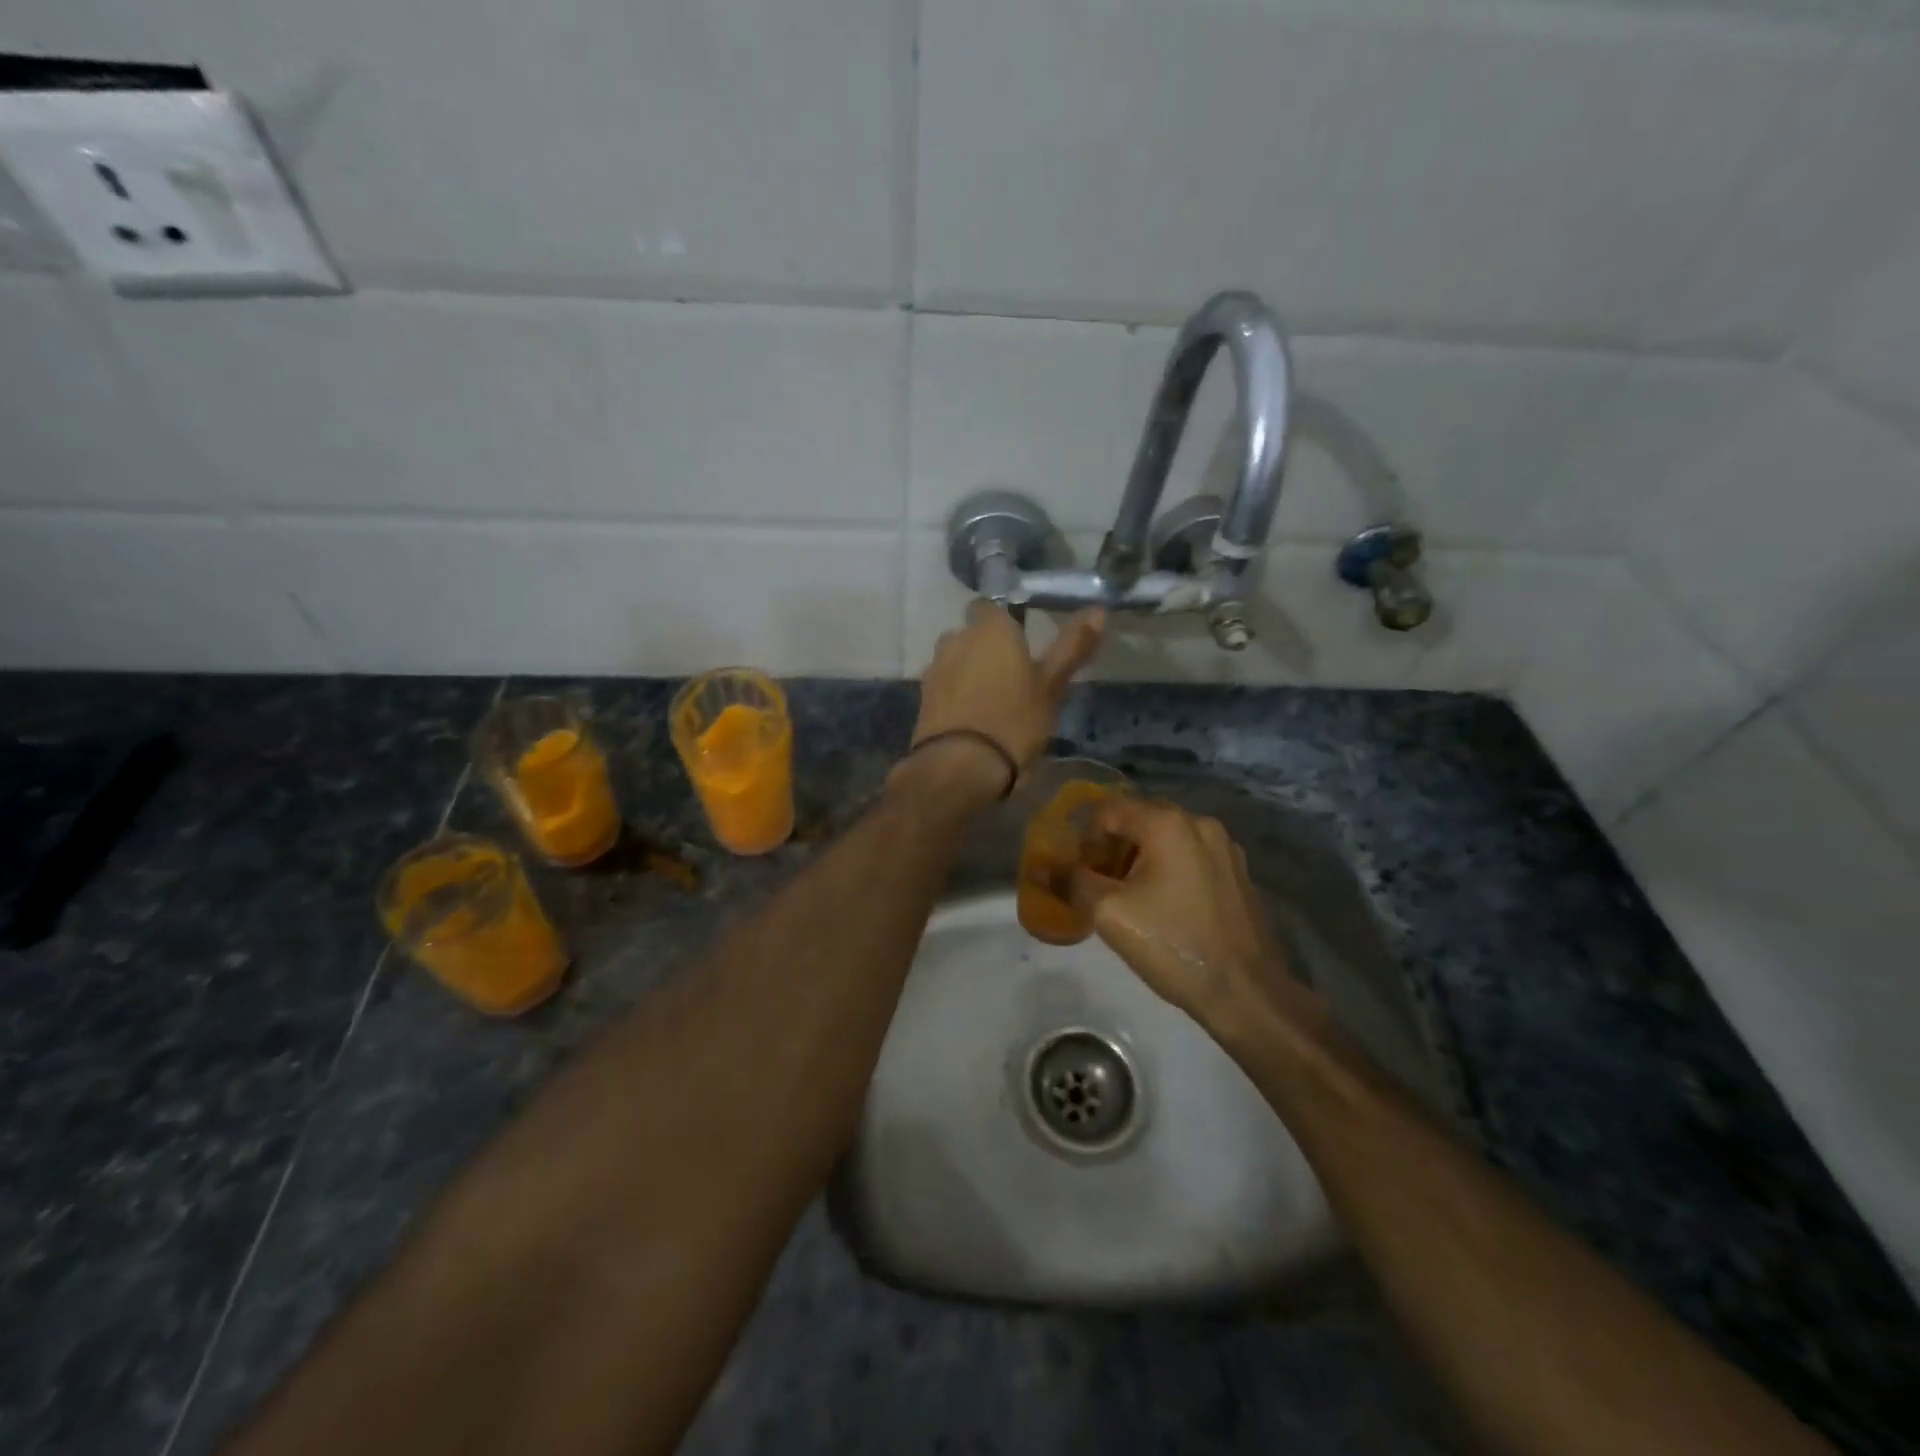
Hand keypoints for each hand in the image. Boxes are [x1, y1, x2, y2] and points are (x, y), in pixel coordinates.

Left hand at [912, 602, 1105, 773]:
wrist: (959, 767)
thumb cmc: (1014, 721)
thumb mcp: (1051, 687)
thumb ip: (1072, 647)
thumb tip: (1099, 610)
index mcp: (990, 629)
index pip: (990, 607)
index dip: (1004, 623)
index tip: (1021, 644)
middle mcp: (956, 639)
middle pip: (971, 635)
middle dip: (986, 649)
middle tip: (1012, 678)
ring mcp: (934, 669)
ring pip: (955, 661)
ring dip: (969, 673)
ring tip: (992, 702)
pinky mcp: (922, 699)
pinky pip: (944, 687)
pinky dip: (955, 696)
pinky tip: (971, 720)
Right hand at [1069, 798, 1324, 1040]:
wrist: (1245, 992)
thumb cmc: (1173, 945)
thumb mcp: (1110, 914)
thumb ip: (1073, 881)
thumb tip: (1042, 867)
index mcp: (1168, 824)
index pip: (1109, 810)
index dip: (1085, 837)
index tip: (1078, 872)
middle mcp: (1200, 823)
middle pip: (1140, 819)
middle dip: (1112, 846)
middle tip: (1098, 884)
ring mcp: (1225, 847)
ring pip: (1167, 838)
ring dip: (1140, 858)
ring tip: (1129, 897)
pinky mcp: (1238, 872)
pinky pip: (1190, 855)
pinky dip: (1169, 868)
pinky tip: (1164, 905)